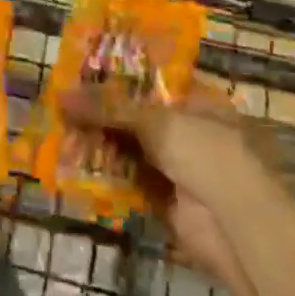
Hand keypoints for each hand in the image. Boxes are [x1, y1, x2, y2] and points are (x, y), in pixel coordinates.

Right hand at [63, 81, 281, 295]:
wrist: (235, 225)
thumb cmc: (207, 153)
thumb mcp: (156, 121)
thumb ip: (109, 108)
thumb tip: (61, 97)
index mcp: (198, 100)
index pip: (153, 80)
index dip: (119, 75)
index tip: (84, 70)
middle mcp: (189, 129)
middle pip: (138, 115)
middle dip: (103, 112)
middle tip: (62, 102)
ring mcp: (177, 166)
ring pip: (130, 149)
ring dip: (99, 143)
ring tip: (59, 130)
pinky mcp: (164, 199)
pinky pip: (128, 181)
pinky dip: (104, 175)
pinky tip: (72, 165)